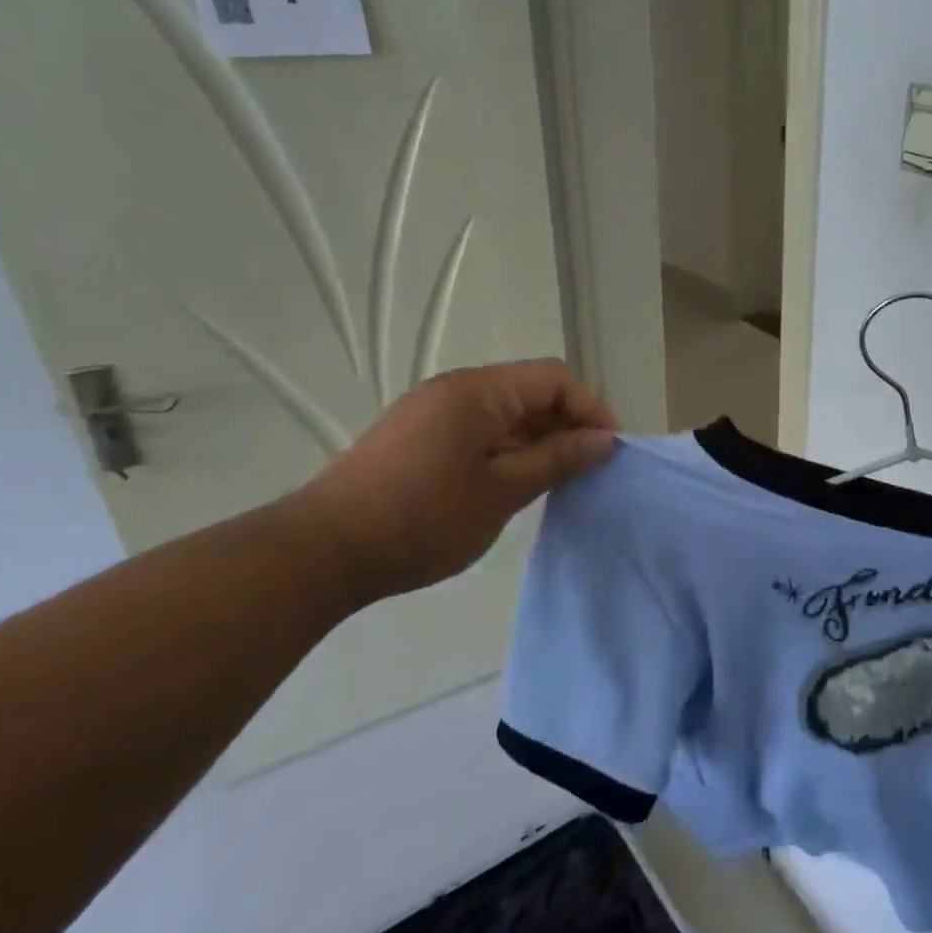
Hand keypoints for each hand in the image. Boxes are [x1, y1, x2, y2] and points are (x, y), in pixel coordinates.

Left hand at [285, 360, 615, 607]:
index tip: (609, 450)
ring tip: (559, 480)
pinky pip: (480, 430)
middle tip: (589, 468)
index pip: (555, 379)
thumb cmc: (423, 518)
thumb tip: (605, 440)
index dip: (591, 408)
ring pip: (506, 413)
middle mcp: (456, 390)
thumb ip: (559, 459)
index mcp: (479, 391)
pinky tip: (517, 483)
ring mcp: (433, 413)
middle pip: (531, 391)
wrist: (322, 553)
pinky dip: (509, 449)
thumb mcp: (503, 491)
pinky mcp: (418, 438)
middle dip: (568, 423)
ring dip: (539, 439)